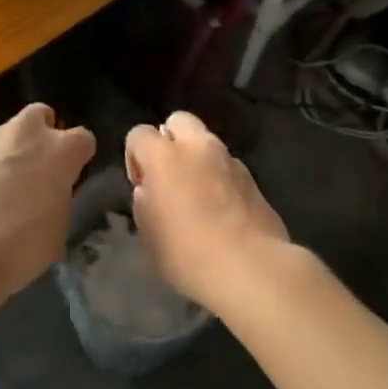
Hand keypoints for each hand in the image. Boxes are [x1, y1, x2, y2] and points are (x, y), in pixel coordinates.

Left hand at [0, 104, 94, 300]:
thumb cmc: (19, 248)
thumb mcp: (57, 231)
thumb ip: (58, 200)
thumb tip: (49, 199)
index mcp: (59, 151)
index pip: (83, 139)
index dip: (77, 157)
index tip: (70, 176)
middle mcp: (26, 133)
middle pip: (40, 116)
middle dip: (40, 135)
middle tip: (34, 168)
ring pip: (5, 133)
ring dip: (6, 151)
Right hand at [125, 111, 290, 312]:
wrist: (250, 267)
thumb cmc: (188, 253)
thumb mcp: (148, 233)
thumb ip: (144, 201)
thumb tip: (151, 189)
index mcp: (164, 156)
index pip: (139, 134)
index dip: (135, 157)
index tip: (142, 187)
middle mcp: (198, 147)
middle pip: (179, 121)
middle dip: (170, 141)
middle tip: (170, 177)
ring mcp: (230, 159)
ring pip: (207, 142)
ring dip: (198, 159)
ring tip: (198, 196)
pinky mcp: (252, 177)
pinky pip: (227, 166)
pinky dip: (220, 177)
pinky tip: (222, 210)